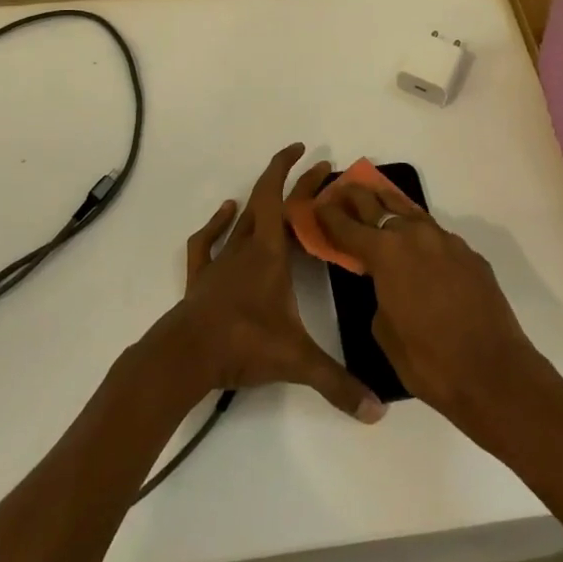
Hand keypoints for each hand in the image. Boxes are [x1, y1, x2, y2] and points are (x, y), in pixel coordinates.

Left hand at [152, 144, 383, 422]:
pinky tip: (225, 213)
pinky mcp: (202, 278)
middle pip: (270, 205)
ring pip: (243, 221)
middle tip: (321, 171)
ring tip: (280, 194)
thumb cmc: (242, 344)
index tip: (306, 150)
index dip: (290, 169)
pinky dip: (217, 224)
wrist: (185, 355)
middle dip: (296, 186)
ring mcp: (221, 262)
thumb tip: (377, 410)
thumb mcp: (296, 362)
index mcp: (269, 254)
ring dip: (261, 203)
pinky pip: (207, 242)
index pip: (280, 198)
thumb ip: (337, 383)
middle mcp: (246, 248)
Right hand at [314, 182, 550, 429]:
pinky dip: (421, 236)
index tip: (319, 205)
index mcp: (387, 254)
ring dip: (391, 208)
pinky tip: (419, 247)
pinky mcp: (470, 255)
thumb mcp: (384, 332)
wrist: (494, 373)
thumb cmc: (429, 361)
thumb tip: (386, 284)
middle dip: (358, 197)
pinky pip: (437, 237)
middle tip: (344, 189)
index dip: (330, 216)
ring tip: (378, 200)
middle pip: (379, 205)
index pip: (348, 227)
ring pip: (411, 214)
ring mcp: (447, 242)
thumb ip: (378, 295)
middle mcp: (415, 236)